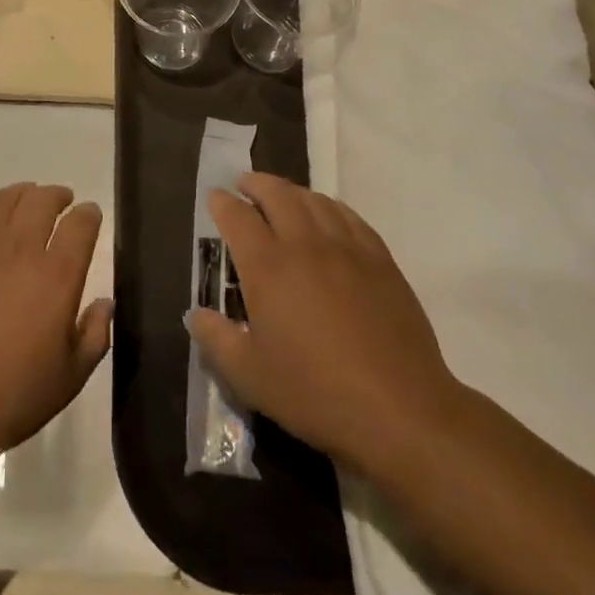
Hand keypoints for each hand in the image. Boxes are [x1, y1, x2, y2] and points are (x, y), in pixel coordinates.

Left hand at [0, 183, 113, 471]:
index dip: (89, 214)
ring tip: (23, 202)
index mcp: (57, 276)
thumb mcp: (69, 378)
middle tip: (60, 202)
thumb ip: (94, 336)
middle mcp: (20, 247)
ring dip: (20, 194)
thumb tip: (105, 303)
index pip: (80, 224)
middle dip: (56, 196)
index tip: (89, 215)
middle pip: (42, 199)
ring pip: (4, 198)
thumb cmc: (12, 396)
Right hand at [187, 173, 459, 468]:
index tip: (215, 197)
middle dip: (256, 183)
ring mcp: (346, 248)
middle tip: (245, 185)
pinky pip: (349, 216)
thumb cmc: (315, 393)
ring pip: (314, 200)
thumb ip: (216, 339)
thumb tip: (195, 313)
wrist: (399, 410)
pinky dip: (330, 206)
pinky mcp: (380, 260)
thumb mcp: (250, 376)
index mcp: (267, 266)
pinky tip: (328, 216)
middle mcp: (304, 244)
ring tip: (283, 197)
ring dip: (292, 192)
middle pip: (276, 193)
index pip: (237, 216)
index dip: (222, 202)